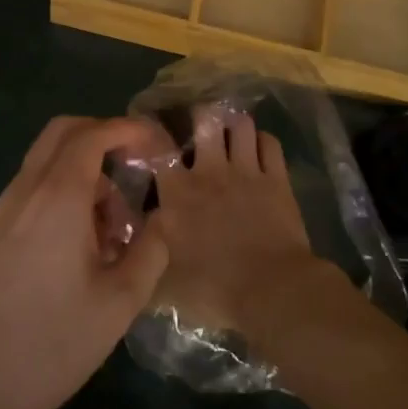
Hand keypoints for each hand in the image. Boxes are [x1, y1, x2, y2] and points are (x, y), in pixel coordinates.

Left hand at [0, 116, 170, 408]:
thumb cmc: (51, 342)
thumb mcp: (119, 303)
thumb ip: (150, 251)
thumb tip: (163, 219)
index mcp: (58, 195)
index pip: (94, 134)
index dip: (129, 129)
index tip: (158, 145)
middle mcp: (27, 187)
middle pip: (64, 131)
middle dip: (104, 136)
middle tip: (137, 167)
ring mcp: (6, 207)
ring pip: (47, 158)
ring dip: (85, 168)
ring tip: (115, 222)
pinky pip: (35, 184)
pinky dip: (64, 187)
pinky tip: (83, 239)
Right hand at [150, 106, 327, 338]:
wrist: (271, 292)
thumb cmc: (213, 288)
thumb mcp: (164, 282)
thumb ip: (145, 256)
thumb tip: (130, 245)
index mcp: (177, 191)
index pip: (158, 147)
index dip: (152, 132)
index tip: (149, 130)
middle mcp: (210, 170)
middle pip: (205, 119)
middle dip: (200, 116)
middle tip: (198, 126)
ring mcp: (247, 171)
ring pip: (240, 124)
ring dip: (233, 125)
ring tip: (229, 133)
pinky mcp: (277, 180)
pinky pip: (270, 143)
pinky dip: (262, 141)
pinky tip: (258, 149)